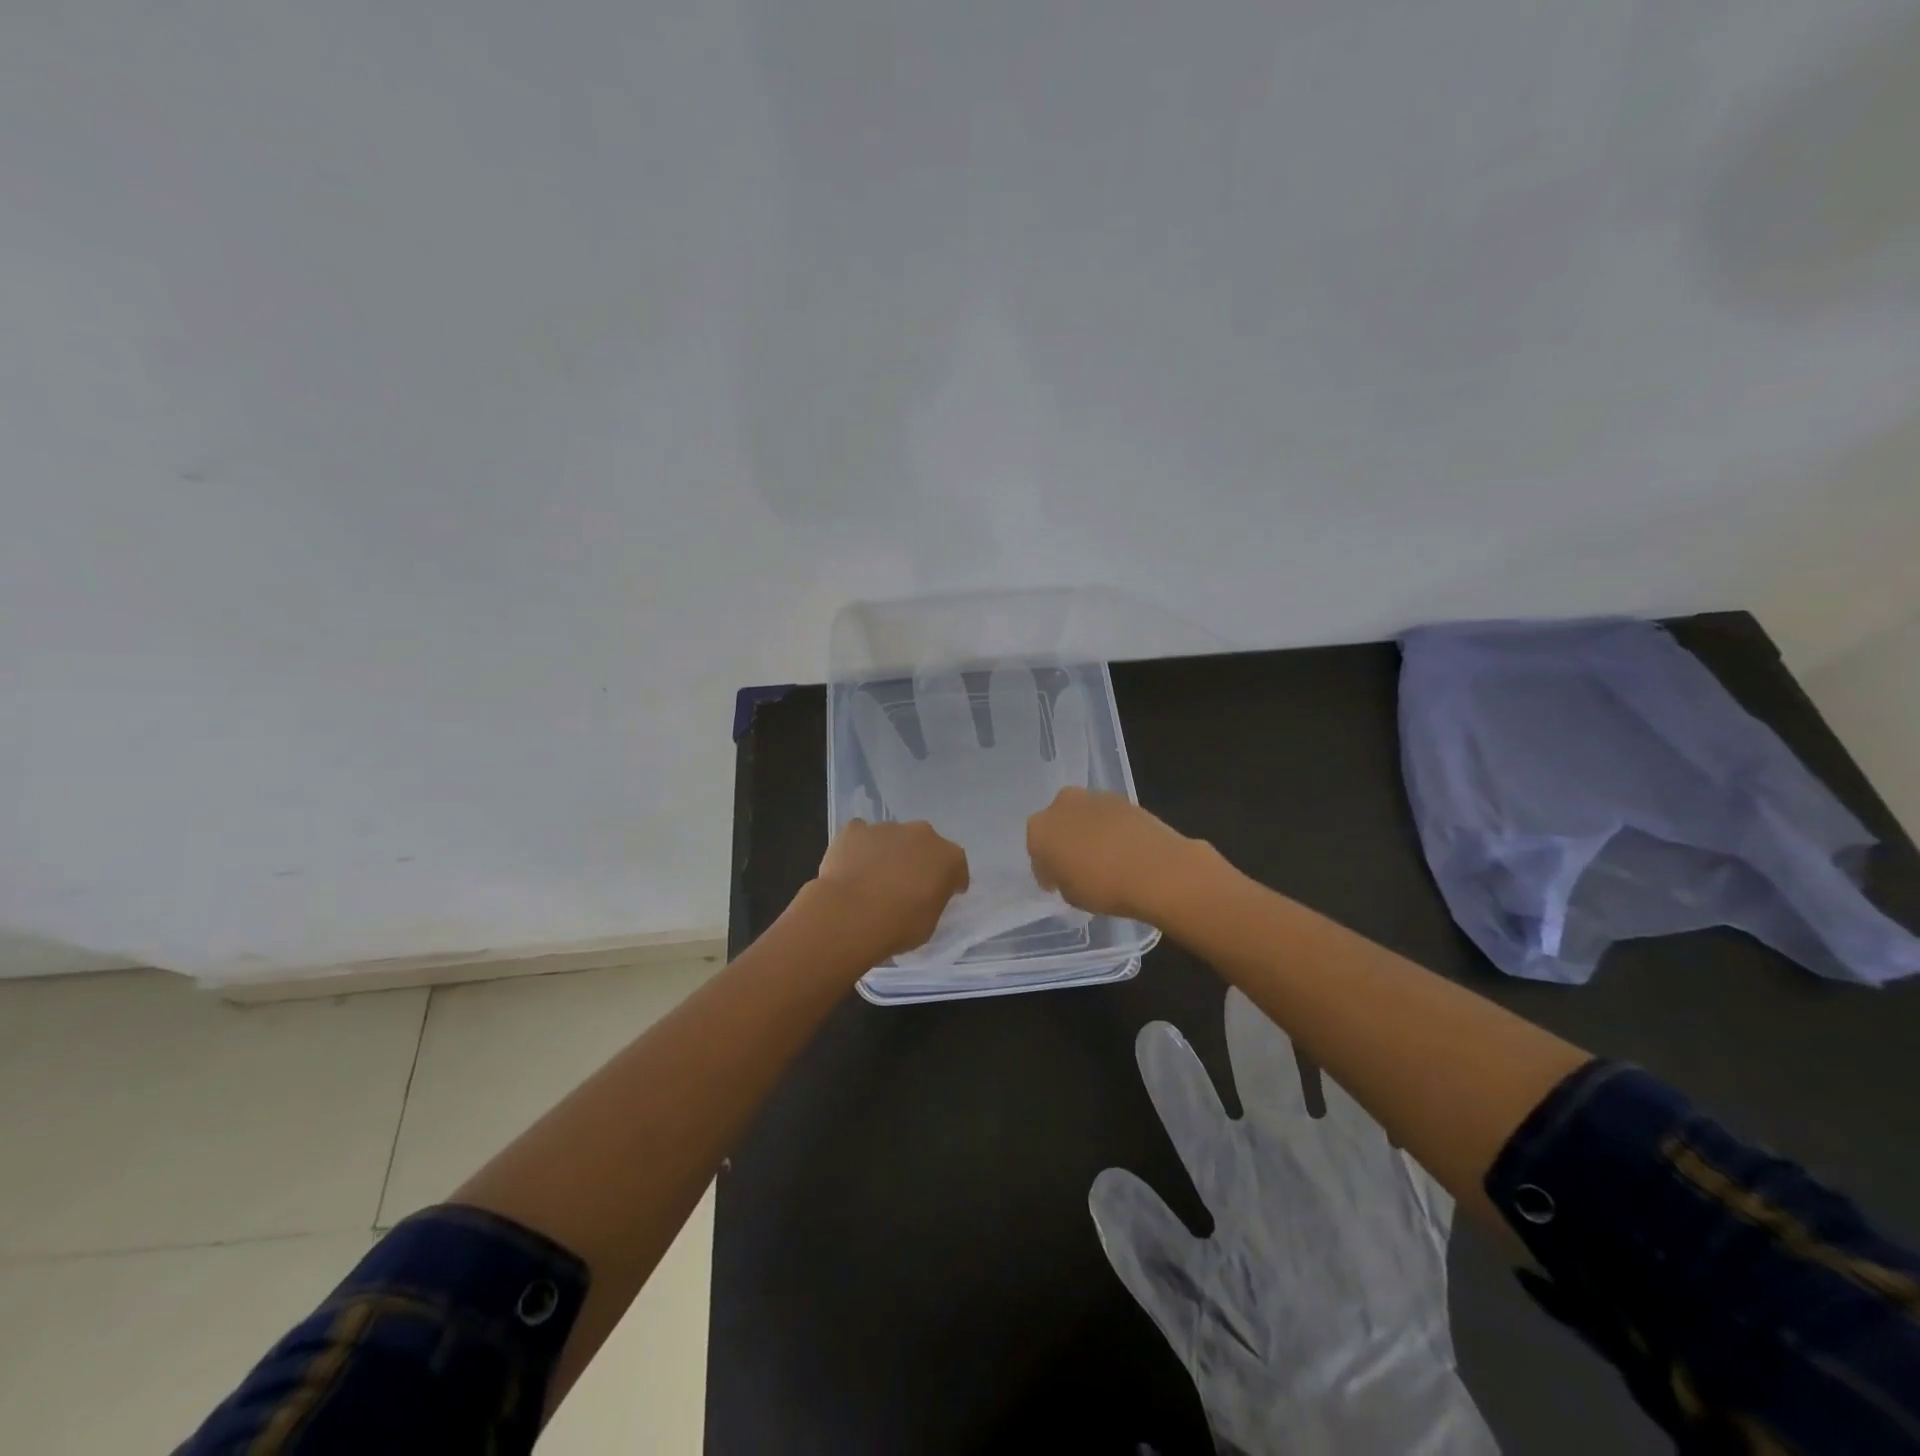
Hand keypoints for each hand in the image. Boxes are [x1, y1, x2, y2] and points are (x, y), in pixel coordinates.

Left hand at [812, 819, 969, 960]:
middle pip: (925, 845)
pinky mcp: (856, 829)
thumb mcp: (929, 924)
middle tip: (906, 885)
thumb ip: (932, 902)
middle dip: (919, 860)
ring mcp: (888, 828)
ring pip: (893, 838)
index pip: (956, 868)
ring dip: (889, 853)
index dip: (949, 882)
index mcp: (948, 858)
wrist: (850, 915)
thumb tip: (922, 896)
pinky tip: (851, 867)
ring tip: (873, 879)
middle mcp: (923, 835)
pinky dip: (859, 847)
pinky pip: (861, 835)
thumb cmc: (898, 926)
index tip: (942, 895)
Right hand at [1026, 787, 1206, 922]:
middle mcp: (1060, 805)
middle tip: (1077, 866)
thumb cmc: (1103, 887)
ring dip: (1086, 833)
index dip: (1046, 869)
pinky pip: (1106, 816)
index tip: (1056, 884)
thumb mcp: (1071, 896)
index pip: (1036, 851)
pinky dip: (1109, 829)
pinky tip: (1122, 849)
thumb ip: (1062, 879)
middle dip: (1063, 842)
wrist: (1156, 869)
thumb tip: (1068, 873)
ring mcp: (1092, 797)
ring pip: (1081, 817)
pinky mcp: (1121, 798)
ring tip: (1104, 858)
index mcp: (1039, 830)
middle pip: (1056, 825)